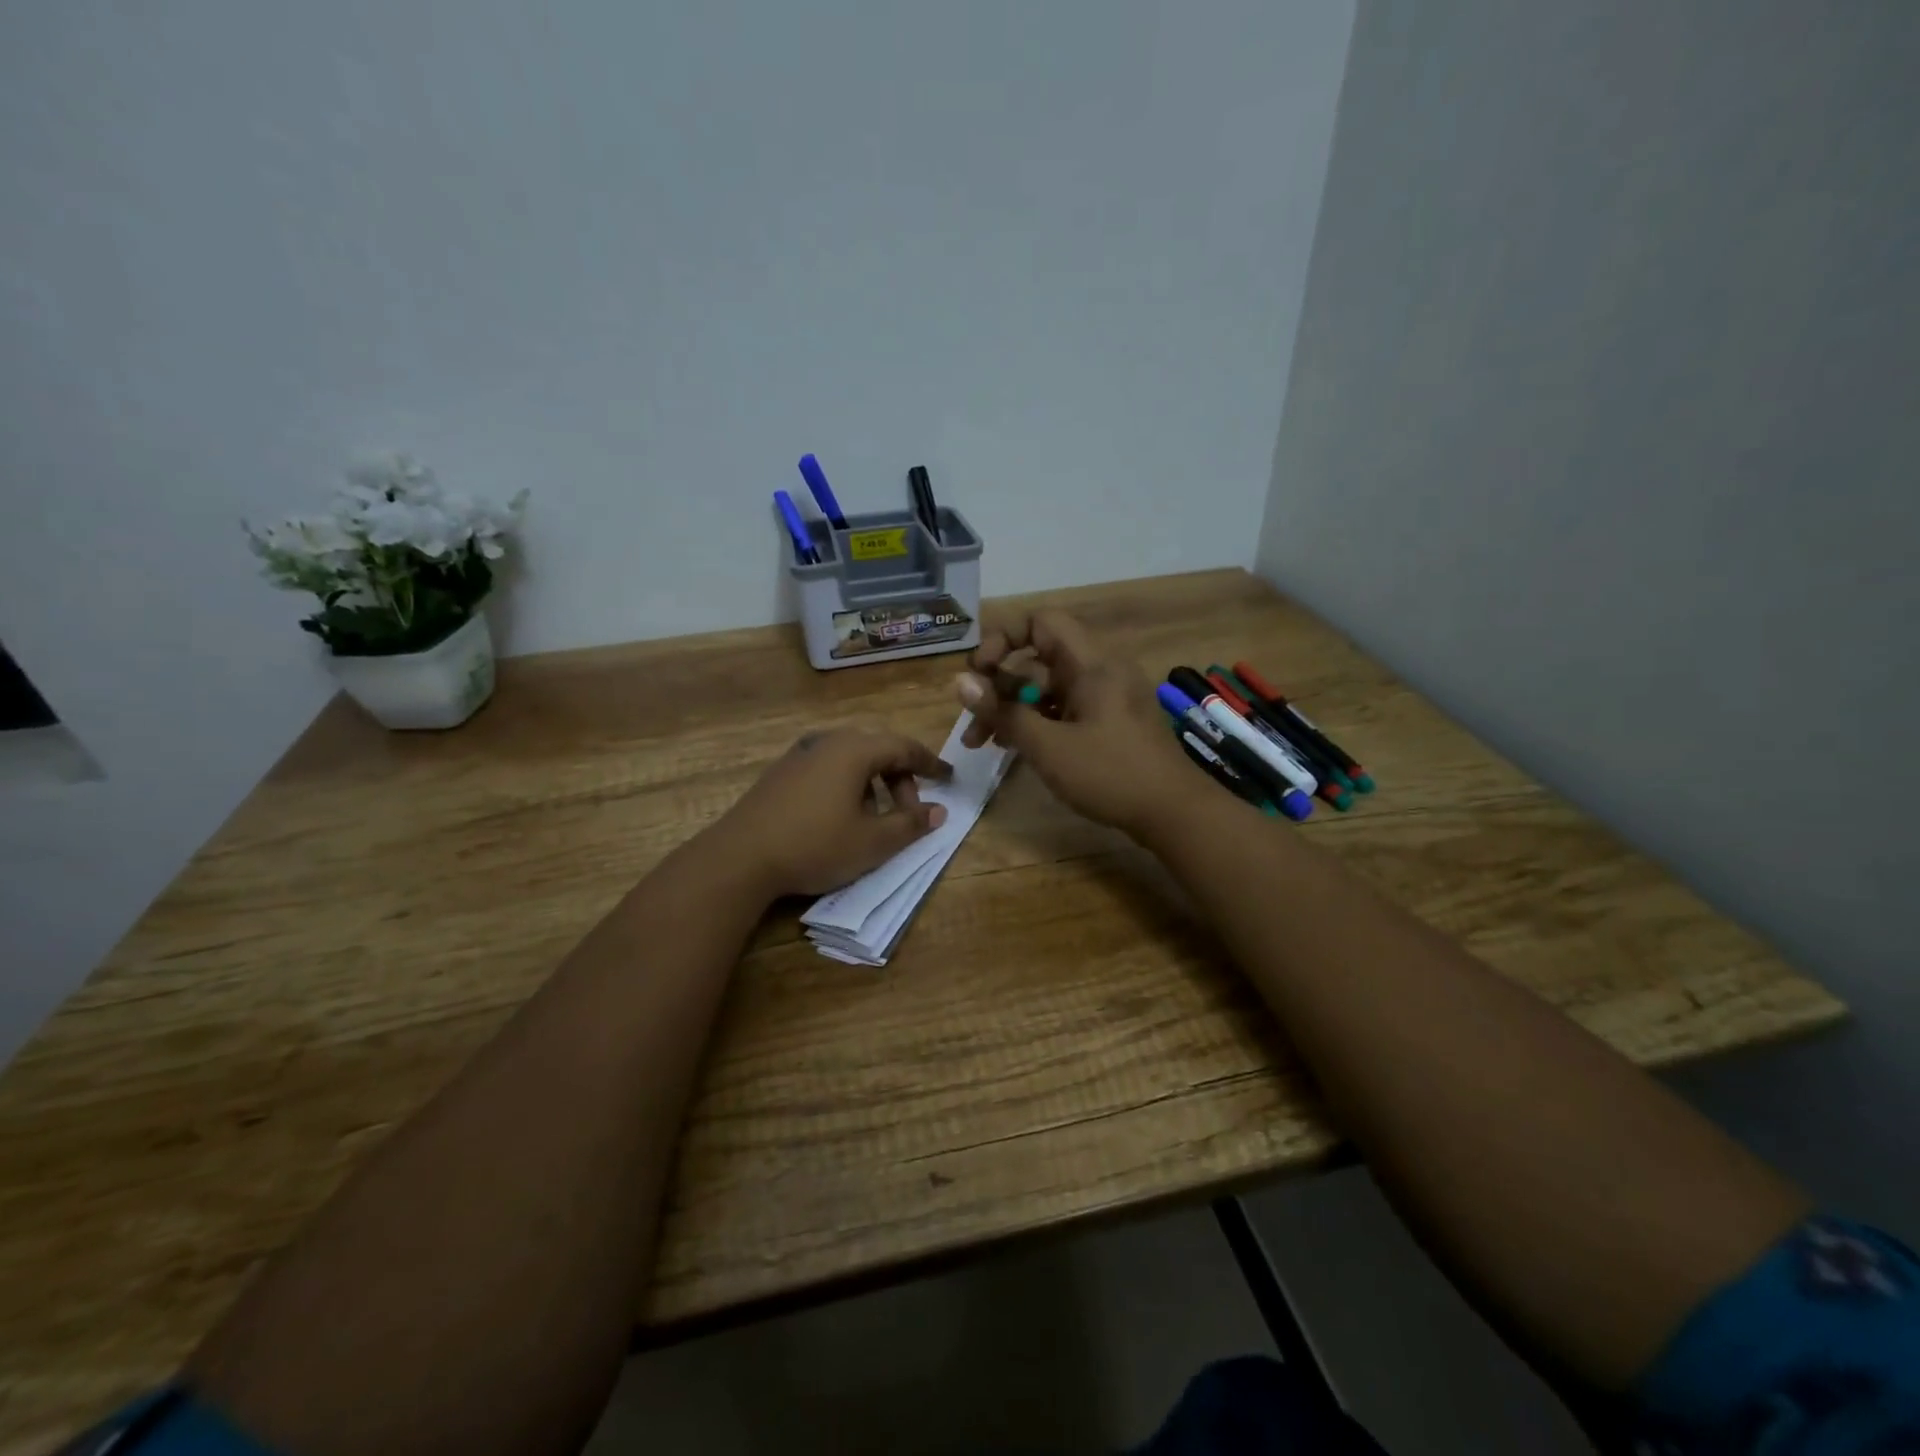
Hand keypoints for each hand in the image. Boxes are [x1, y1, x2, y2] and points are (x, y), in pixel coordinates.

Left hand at [709, 726, 951, 897]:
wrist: (740, 857)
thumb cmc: (815, 845)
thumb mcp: (872, 842)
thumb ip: (910, 824)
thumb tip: (938, 811)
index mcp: (854, 750)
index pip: (904, 747)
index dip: (930, 764)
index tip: (948, 779)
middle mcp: (828, 741)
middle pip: (877, 750)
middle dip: (901, 778)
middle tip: (909, 812)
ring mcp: (800, 754)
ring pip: (851, 759)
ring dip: (873, 784)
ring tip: (875, 818)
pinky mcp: (781, 772)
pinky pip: (828, 768)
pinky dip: (847, 785)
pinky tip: (841, 817)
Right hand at [953, 611, 1190, 838]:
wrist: (1174, 813)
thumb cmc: (1110, 774)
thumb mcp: (1048, 746)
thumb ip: (1003, 712)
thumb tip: (960, 682)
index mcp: (1090, 663)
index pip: (1040, 622)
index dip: (1003, 638)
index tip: (979, 671)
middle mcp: (1098, 671)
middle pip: (1037, 660)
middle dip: (998, 686)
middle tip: (971, 721)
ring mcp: (1104, 698)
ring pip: (1046, 689)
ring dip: (1012, 709)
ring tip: (981, 743)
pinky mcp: (1107, 722)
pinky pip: (1062, 709)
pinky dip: (1036, 722)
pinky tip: (1012, 747)